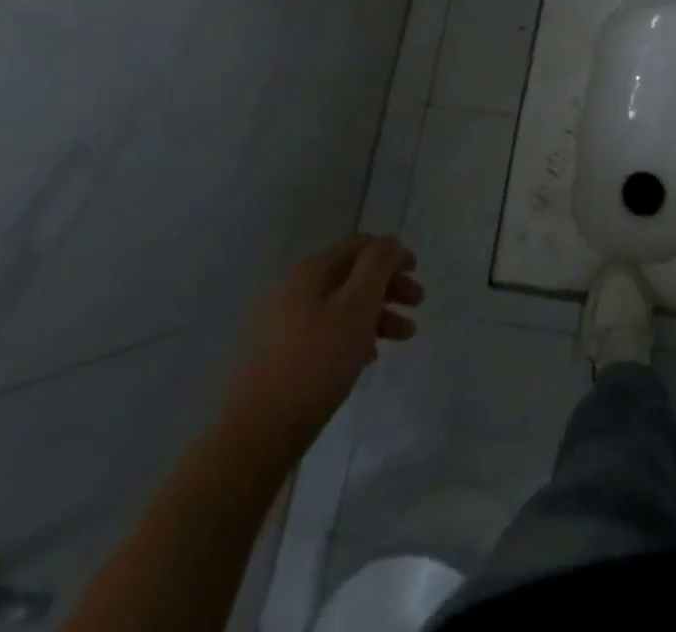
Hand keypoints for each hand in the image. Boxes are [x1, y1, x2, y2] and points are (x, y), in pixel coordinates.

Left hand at [221, 235, 422, 449]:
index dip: (392, 253)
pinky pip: (326, 332)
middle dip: (389, 286)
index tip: (417, 273)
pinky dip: (353, 336)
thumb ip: (378, 265)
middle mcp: (294, 290)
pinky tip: (368, 358)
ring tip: (404, 336)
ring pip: (342, 306)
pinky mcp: (280, 357)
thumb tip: (389, 241)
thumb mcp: (358, 305)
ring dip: (377, 314)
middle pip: (352, 275)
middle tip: (417, 304)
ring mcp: (283, 324)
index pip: (360, 245)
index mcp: (310, 272)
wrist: (258, 434)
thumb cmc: (316, 362)